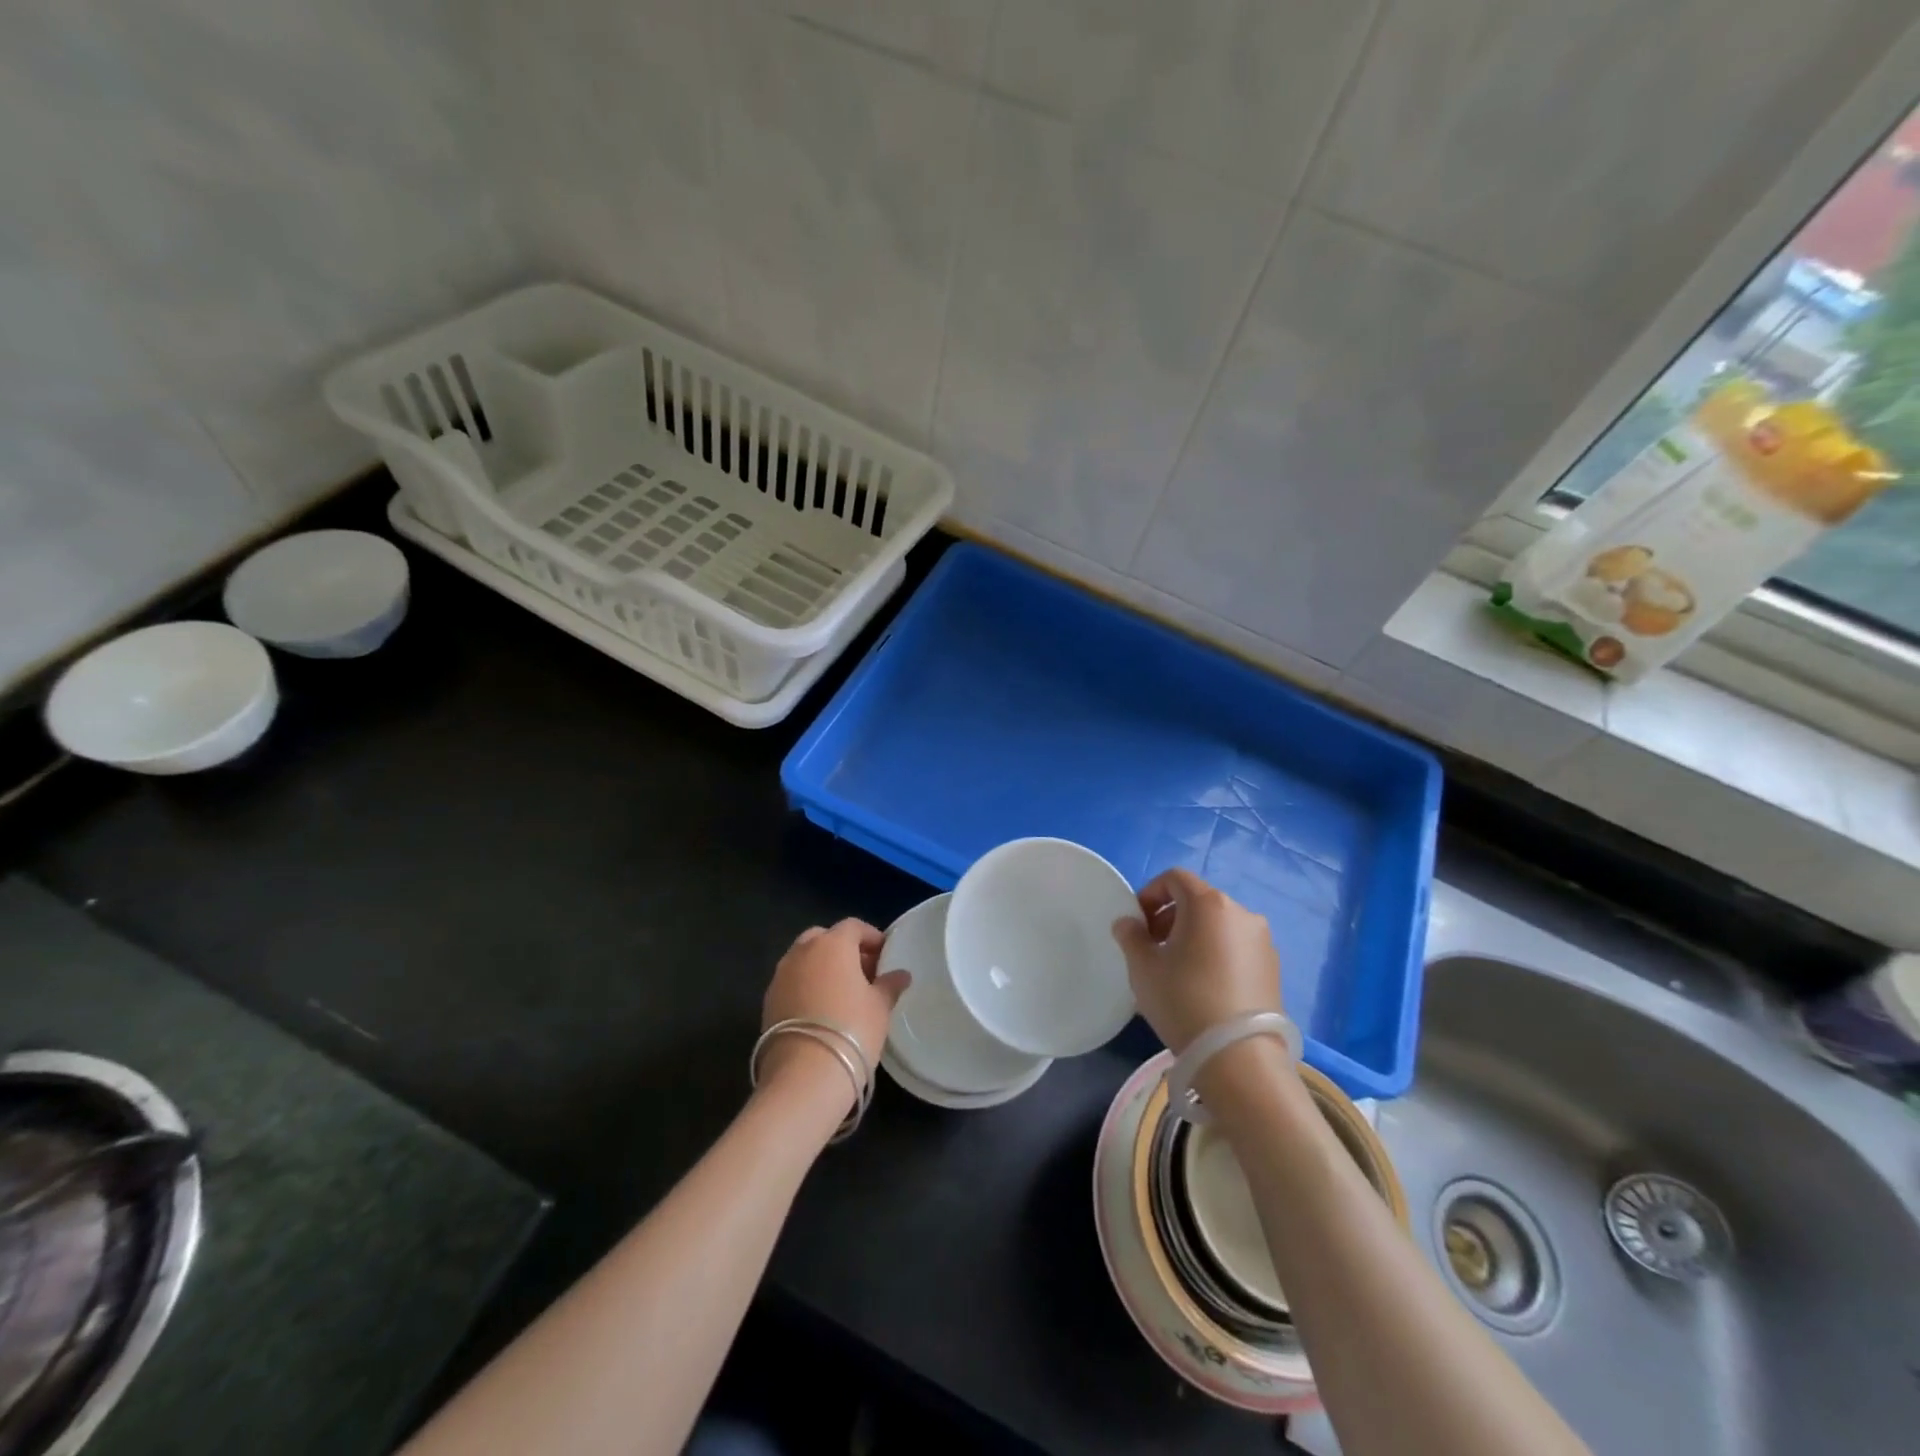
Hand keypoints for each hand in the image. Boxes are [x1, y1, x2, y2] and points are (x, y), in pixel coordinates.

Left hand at [760, 919, 910, 1105]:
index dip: (871, 937)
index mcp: (832, 944)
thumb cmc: (852, 1029)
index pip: (853, 926)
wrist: (805, 1074)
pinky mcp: (768, 1000)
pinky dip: (806, 986)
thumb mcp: (880, 1006)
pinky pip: (792, 982)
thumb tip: (901, 975)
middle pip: (824, 938)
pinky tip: (821, 1010)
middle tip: (863, 971)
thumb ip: (890, 985)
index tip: (885, 954)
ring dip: (822, 967)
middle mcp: (802, 952)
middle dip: (843, 949)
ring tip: (842, 992)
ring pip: (804, 959)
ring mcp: (780, 975)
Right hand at [1112, 869, 1281, 1053]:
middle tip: (1152, 947)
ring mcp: (1262, 941)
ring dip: (1194, 936)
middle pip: (1198, 901)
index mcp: (1208, 903)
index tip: (1137, 923)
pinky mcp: (1274, 969)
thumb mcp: (1143, 967)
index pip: (1174, 878)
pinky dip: (1216, 954)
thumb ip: (1130, 936)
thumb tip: (1128, 923)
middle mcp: (1241, 913)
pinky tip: (1204, 987)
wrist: (1238, 1057)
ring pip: (1218, 925)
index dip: (1150, 894)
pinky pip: (1236, 948)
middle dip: (1170, 917)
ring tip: (1177, 970)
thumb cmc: (1183, 999)